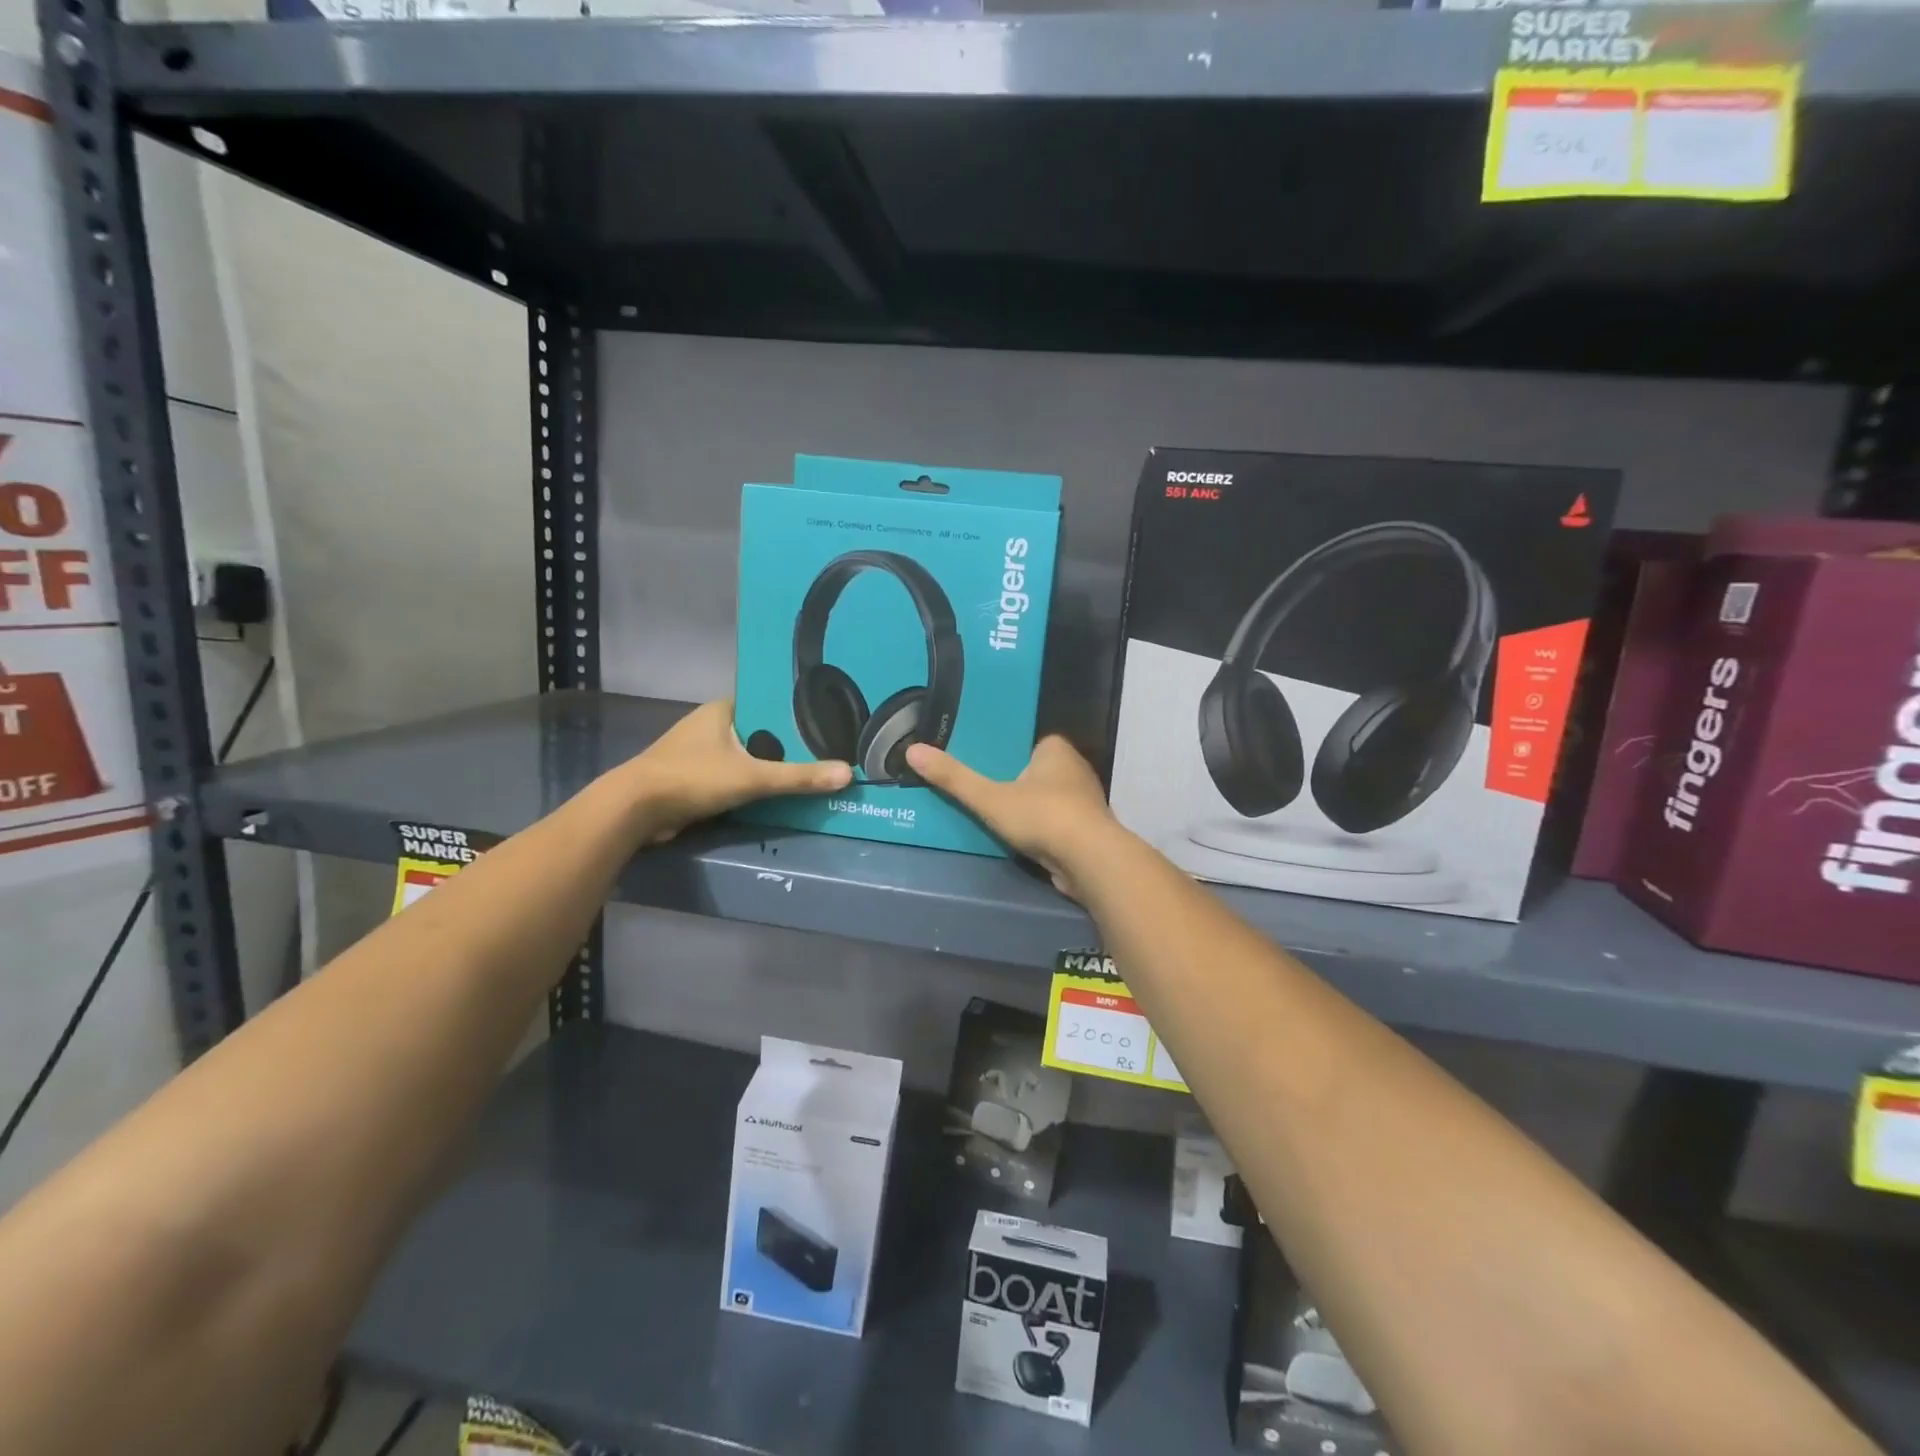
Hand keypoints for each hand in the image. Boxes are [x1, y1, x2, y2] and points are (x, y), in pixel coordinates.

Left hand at [619, 700, 850, 843]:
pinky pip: (734, 776)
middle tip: (827, 748)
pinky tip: (778, 793)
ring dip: (770, 765)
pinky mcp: (694, 778)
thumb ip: (798, 777)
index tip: (826, 718)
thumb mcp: (752, 777)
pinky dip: (753, 784)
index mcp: (722, 710)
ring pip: (746, 756)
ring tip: (811, 769)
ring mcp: (700, 753)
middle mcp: (711, 725)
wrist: (634, 810)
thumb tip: (848, 773)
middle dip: (787, 742)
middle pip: (760, 731)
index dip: (794, 710)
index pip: (767, 702)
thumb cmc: (692, 778)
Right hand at [904, 736, 1119, 899]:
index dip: (1009, 754)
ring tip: (1001, 817)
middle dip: (1019, 782)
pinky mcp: (1089, 830)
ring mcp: (1086, 802)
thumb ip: (954, 778)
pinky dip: (1045, 829)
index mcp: (1057, 750)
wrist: (1090, 860)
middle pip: (1039, 771)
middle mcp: (1076, 769)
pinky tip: (1027, 840)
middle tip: (987, 791)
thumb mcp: (989, 797)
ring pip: (1051, 799)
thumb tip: (912, 751)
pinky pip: (1059, 823)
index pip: (1030, 743)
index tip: (986, 764)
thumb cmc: (1041, 816)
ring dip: (1033, 808)